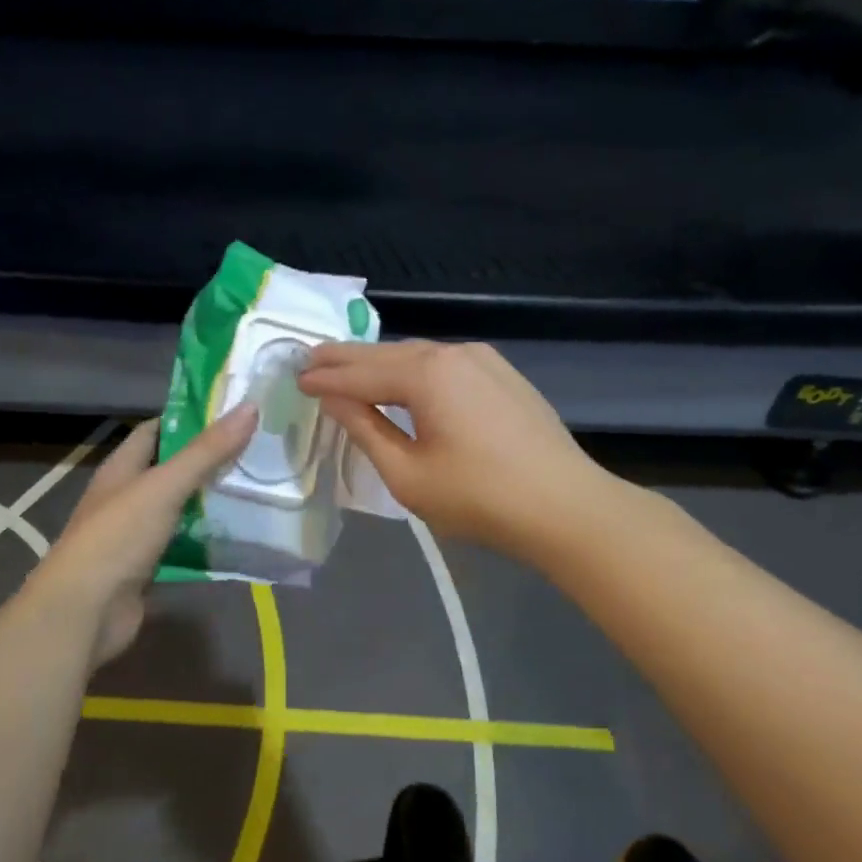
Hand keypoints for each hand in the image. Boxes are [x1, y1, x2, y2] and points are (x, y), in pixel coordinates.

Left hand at [19, 406, 256, 669]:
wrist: (84, 613)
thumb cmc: (117, 538)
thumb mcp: (164, 486)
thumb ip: (206, 451)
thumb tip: (249, 406)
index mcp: (121, 469)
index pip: (155, 432)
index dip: (189, 419)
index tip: (232, 414)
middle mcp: (125, 497)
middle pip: (170, 470)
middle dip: (208, 461)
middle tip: (256, 451)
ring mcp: (134, 535)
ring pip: (179, 509)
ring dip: (210, 501)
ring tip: (256, 488)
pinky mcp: (146, 568)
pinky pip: (182, 545)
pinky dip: (206, 539)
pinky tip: (238, 534)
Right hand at [298, 341, 607, 557]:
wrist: (566, 507)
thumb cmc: (479, 498)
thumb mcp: (407, 474)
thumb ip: (366, 430)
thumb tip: (334, 399)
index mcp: (426, 375)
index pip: (360, 374)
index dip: (325, 379)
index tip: (295, 379)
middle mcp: (453, 354)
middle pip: (386, 355)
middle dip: (346, 359)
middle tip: (309, 359)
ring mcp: (483, 360)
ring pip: (416, 356)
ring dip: (379, 363)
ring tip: (346, 367)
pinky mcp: (502, 374)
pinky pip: (443, 364)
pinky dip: (412, 370)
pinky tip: (400, 379)